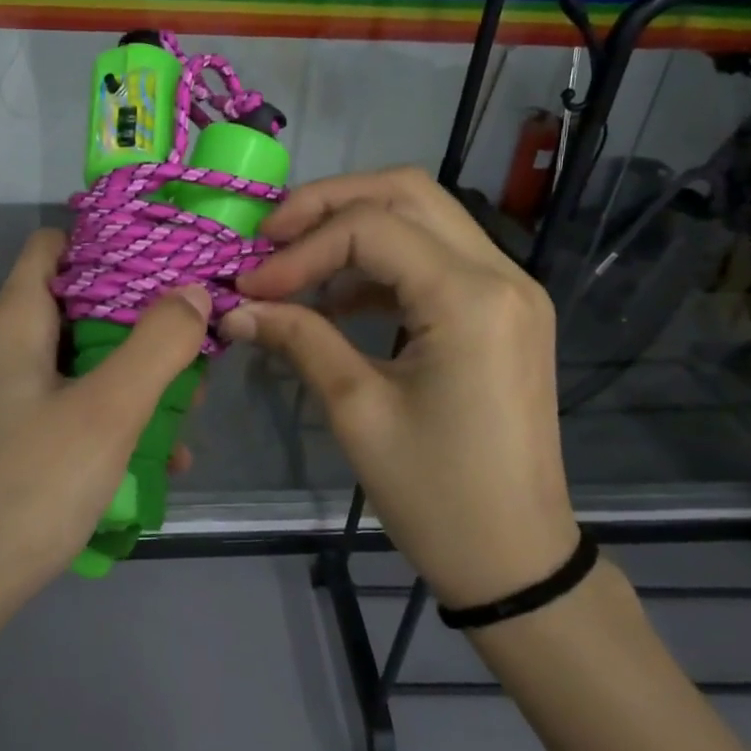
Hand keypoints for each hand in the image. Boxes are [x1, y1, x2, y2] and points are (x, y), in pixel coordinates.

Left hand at [0, 229, 211, 614]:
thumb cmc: (25, 489)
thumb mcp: (107, 413)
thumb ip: (157, 346)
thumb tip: (193, 291)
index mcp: (11, 323)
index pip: (53, 247)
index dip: (110, 245)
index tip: (169, 265)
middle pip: (73, 310)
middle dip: (138, 329)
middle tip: (193, 359)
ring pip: (72, 369)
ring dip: (128, 384)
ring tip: (185, 422)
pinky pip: (58, 414)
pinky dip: (101, 425)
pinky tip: (146, 468)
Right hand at [222, 168, 577, 609]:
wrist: (514, 557)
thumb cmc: (435, 494)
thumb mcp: (356, 410)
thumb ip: (298, 339)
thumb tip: (235, 309)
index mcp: (470, 298)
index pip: (370, 228)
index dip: (299, 249)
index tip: (248, 287)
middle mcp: (500, 274)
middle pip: (406, 192)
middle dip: (327, 204)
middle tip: (269, 237)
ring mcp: (509, 290)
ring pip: (423, 217)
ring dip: (353, 228)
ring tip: (293, 265)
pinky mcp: (502, 312)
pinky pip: (435, 258)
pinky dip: (380, 263)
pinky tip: (336, 297)